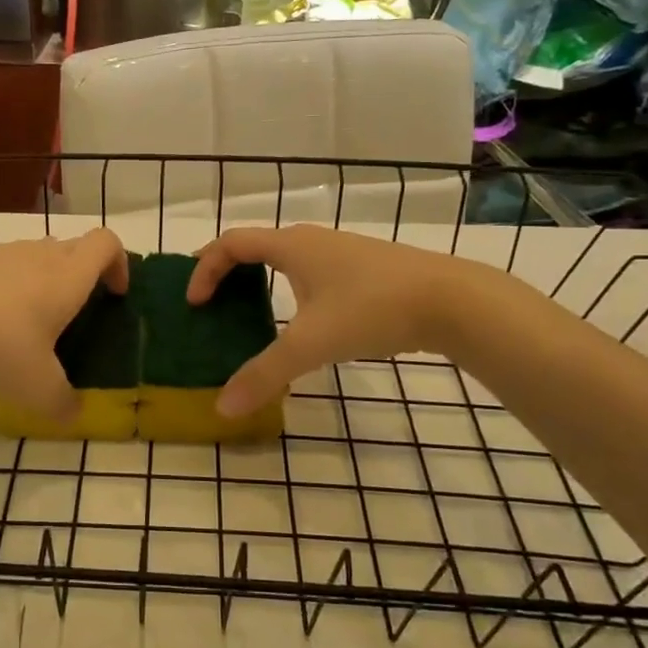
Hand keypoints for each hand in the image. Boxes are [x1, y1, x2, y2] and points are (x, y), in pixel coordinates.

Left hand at [0, 229, 129, 417]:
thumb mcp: (38, 389)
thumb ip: (63, 403)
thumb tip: (73, 414)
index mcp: (67, 276)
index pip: (107, 243)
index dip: (119, 263)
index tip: (114, 294)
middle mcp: (38, 254)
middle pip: (72, 249)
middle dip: (81, 276)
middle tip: (72, 316)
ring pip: (33, 256)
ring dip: (39, 282)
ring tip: (24, 326)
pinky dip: (2, 288)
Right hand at [188, 225, 495, 417]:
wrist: (453, 301)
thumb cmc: (372, 310)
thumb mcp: (312, 345)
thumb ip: (265, 375)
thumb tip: (222, 407)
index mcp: (291, 246)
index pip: (231, 243)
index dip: (205, 268)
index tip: (194, 302)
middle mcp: (312, 240)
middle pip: (255, 245)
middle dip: (226, 269)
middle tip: (207, 299)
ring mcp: (341, 252)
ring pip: (285, 257)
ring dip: (258, 278)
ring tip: (245, 310)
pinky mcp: (363, 269)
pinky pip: (309, 270)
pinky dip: (287, 287)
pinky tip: (299, 318)